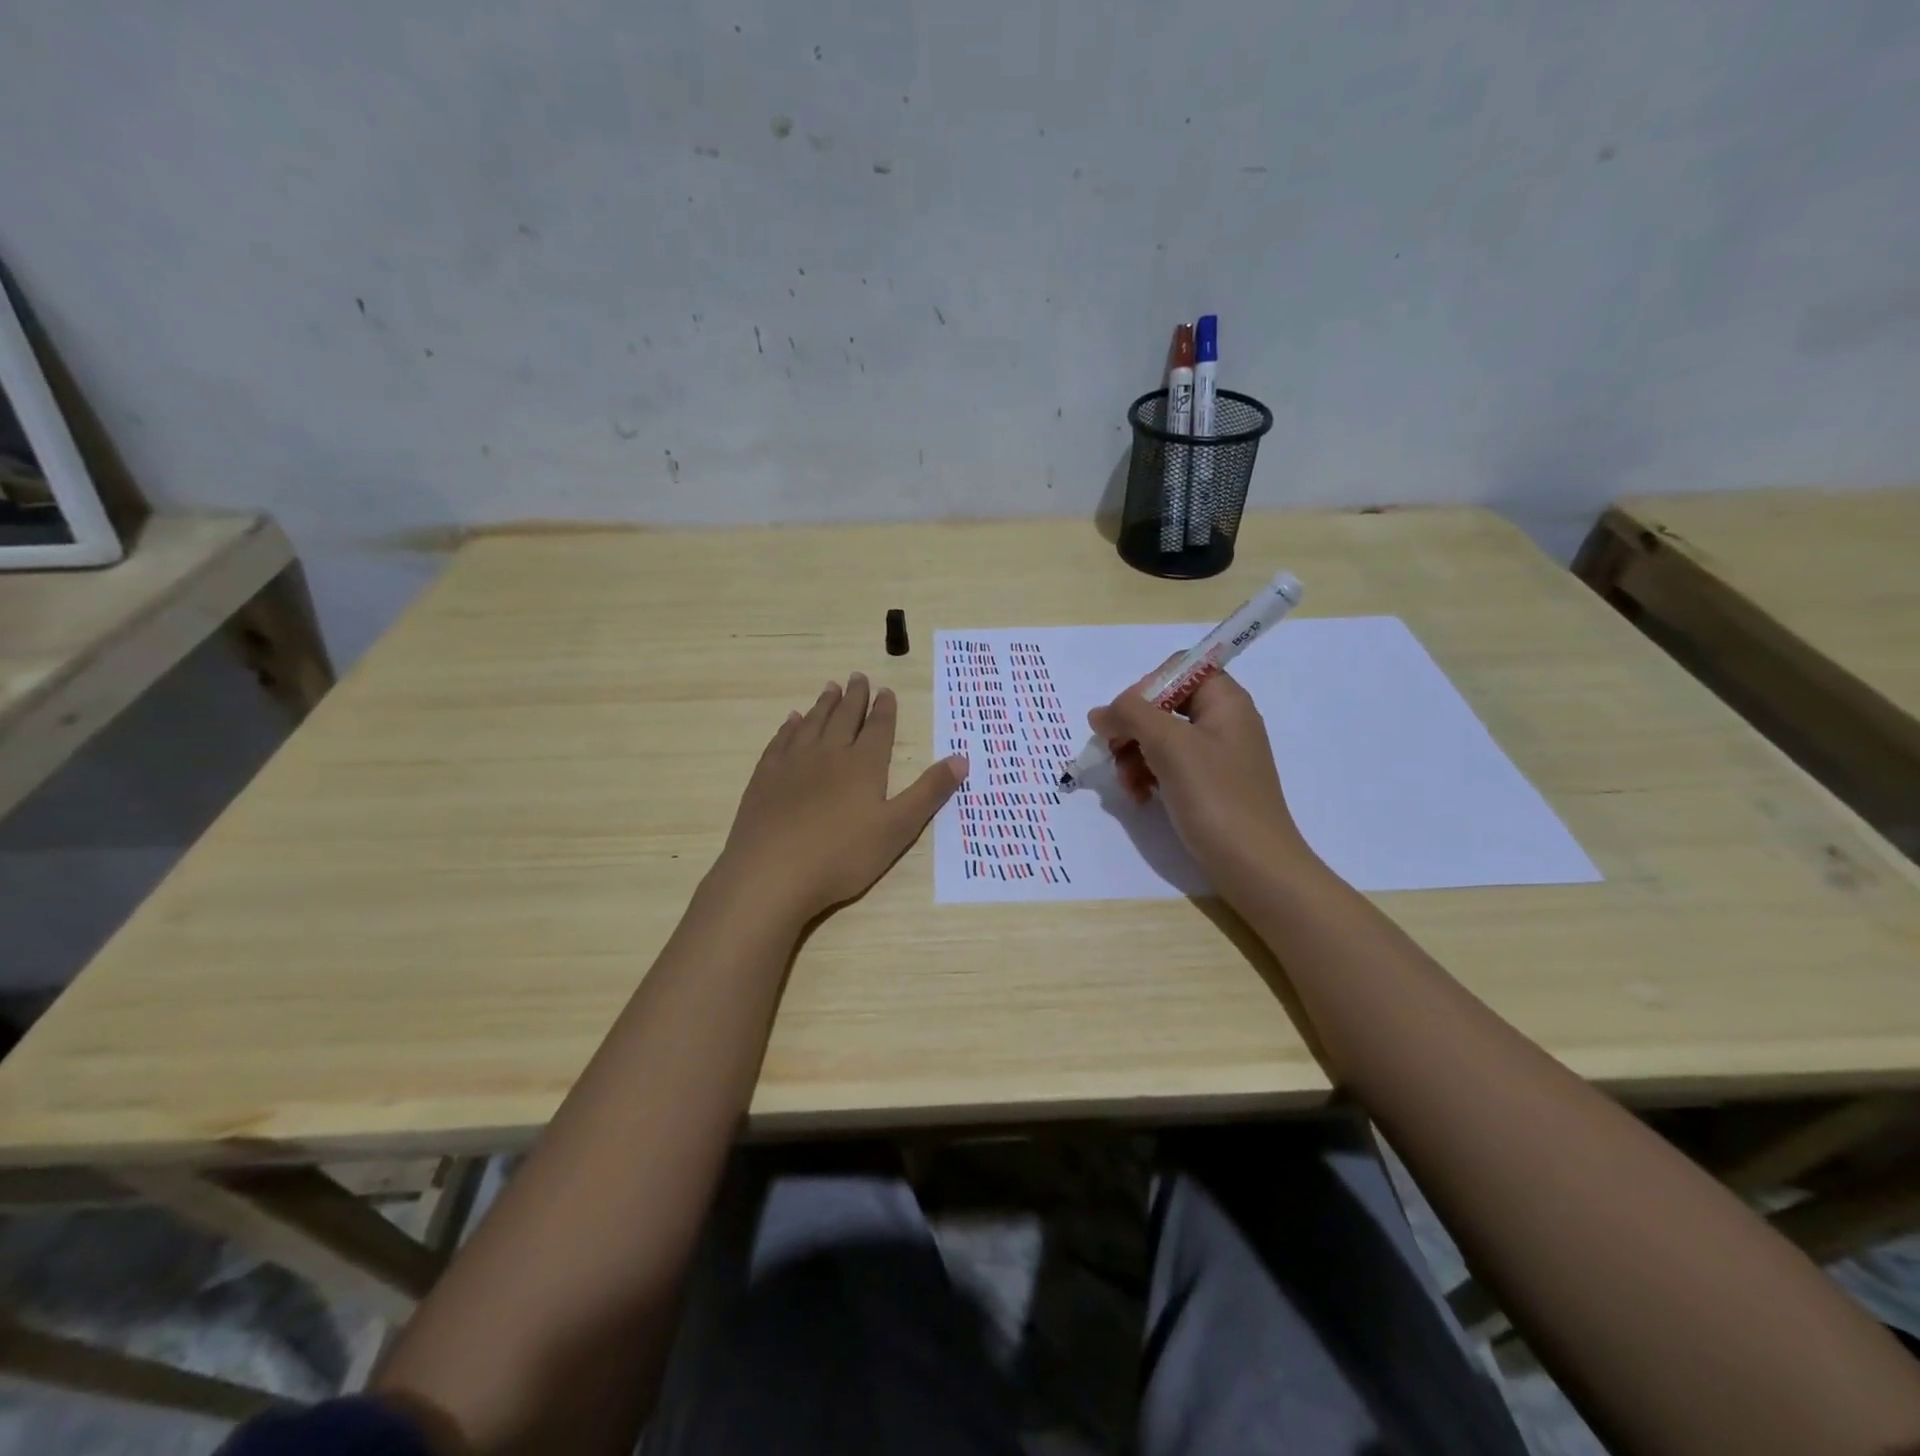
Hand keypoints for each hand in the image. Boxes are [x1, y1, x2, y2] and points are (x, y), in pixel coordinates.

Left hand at [717, 673, 967, 922]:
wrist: (771, 873)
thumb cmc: (842, 856)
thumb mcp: (897, 828)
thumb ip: (928, 792)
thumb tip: (961, 758)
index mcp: (863, 765)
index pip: (878, 728)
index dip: (884, 709)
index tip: (885, 690)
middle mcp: (828, 754)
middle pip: (843, 718)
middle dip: (854, 697)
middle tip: (858, 676)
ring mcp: (792, 764)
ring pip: (812, 724)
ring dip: (823, 705)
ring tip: (830, 688)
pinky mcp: (765, 778)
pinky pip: (780, 741)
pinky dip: (789, 727)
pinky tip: (792, 721)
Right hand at [1087, 666, 1307, 881]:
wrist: (1255, 867)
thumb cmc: (1216, 797)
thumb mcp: (1170, 745)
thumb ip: (1131, 715)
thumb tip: (1100, 713)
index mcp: (1225, 701)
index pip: (1177, 669)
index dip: (1145, 687)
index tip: (1124, 719)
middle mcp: (1222, 721)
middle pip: (1162, 705)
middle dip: (1132, 728)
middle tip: (1114, 754)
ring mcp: (1215, 755)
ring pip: (1159, 738)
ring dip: (1134, 756)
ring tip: (1127, 785)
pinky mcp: (1207, 785)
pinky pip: (1168, 766)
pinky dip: (1147, 777)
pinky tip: (1139, 798)